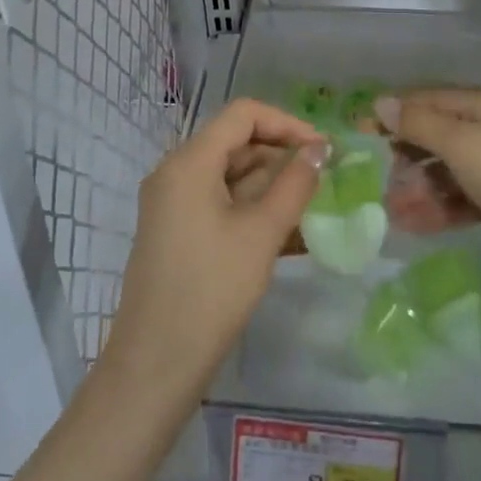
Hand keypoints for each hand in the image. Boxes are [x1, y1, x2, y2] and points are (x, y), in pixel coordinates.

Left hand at [104, 99, 325, 396]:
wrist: (156, 365)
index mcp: (189, 162)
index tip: (322, 149)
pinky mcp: (177, 231)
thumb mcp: (262, 233)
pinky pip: (220, 204)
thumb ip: (294, 184)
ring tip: (313, 205)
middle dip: (281, 155)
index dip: (286, 123)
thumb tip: (319, 148)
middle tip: (324, 179)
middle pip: (235, 143)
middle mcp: (175, 173)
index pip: (243, 115)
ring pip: (230, 175)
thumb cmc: (212, 290)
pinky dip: (253, 209)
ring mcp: (173, 204)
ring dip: (271, 185)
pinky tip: (290, 232)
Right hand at [374, 89, 480, 281]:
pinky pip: (459, 199)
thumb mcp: (459, 143)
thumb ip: (418, 123)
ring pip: (446, 172)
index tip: (362, 128)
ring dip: (418, 188)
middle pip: (438, 136)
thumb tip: (381, 103)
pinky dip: (436, 208)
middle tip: (378, 175)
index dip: (396, 112)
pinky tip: (411, 224)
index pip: (432, 100)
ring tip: (391, 209)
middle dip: (406, 156)